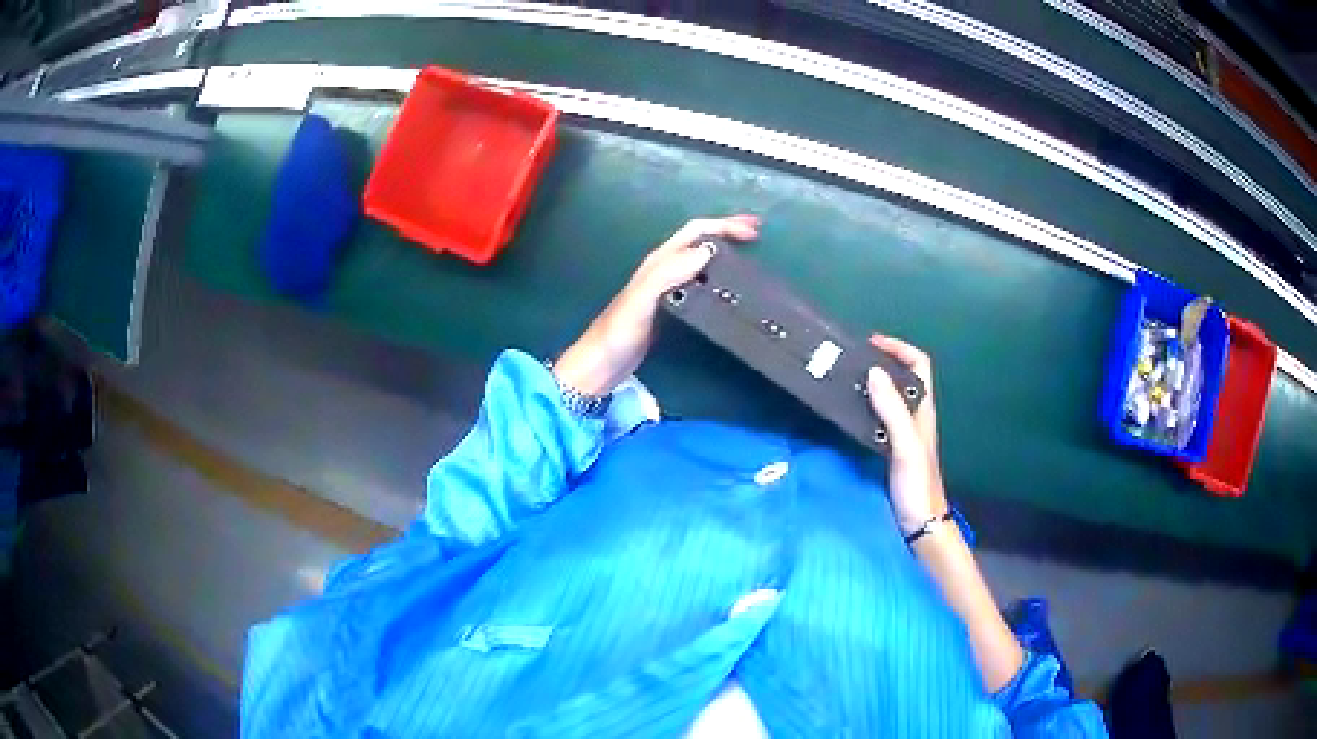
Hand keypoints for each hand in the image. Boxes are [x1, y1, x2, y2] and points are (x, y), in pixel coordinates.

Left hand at [553, 215, 760, 395]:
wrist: (601, 365)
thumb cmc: (618, 333)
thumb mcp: (641, 300)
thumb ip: (668, 273)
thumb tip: (706, 252)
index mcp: (658, 262)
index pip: (694, 232)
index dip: (723, 226)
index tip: (752, 231)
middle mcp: (662, 269)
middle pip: (697, 239)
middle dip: (726, 230)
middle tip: (757, 233)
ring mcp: (666, 287)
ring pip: (698, 257)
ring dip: (723, 248)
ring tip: (749, 252)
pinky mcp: (669, 306)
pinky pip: (697, 280)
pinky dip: (716, 273)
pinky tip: (728, 285)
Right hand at [865, 335, 948, 534]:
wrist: (920, 523)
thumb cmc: (918, 484)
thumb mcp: (906, 445)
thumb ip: (893, 410)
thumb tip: (874, 371)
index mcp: (923, 410)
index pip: (919, 364)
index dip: (899, 348)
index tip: (871, 344)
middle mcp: (914, 416)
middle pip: (902, 376)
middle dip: (881, 361)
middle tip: (850, 360)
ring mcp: (902, 432)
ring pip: (888, 396)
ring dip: (870, 383)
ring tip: (843, 379)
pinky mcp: (889, 447)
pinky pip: (877, 416)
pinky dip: (863, 406)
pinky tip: (847, 411)